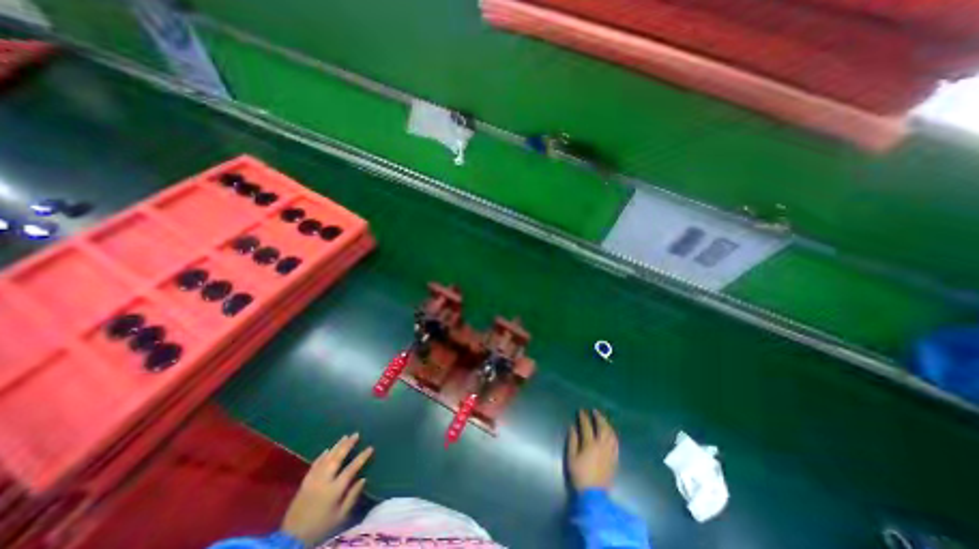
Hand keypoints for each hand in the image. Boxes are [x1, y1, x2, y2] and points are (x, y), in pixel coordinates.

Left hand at [285, 434, 375, 543]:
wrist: (291, 538)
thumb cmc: (320, 527)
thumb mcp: (340, 516)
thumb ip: (352, 496)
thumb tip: (363, 479)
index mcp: (334, 489)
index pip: (351, 468)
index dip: (362, 457)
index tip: (370, 447)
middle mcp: (324, 480)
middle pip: (337, 458)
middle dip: (347, 445)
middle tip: (356, 434)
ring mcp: (313, 480)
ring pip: (326, 458)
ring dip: (336, 446)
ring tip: (345, 436)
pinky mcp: (304, 482)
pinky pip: (314, 464)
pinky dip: (322, 455)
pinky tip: (327, 449)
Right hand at [566, 409, 617, 489]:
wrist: (594, 496)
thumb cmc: (579, 476)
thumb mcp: (571, 458)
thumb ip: (572, 441)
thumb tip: (572, 427)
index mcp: (590, 444)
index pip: (587, 426)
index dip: (584, 417)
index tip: (581, 411)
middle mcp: (602, 446)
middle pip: (603, 427)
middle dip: (599, 417)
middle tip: (594, 411)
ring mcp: (610, 452)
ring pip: (611, 434)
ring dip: (607, 424)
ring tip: (603, 419)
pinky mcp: (615, 459)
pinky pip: (616, 443)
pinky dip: (613, 434)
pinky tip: (611, 433)